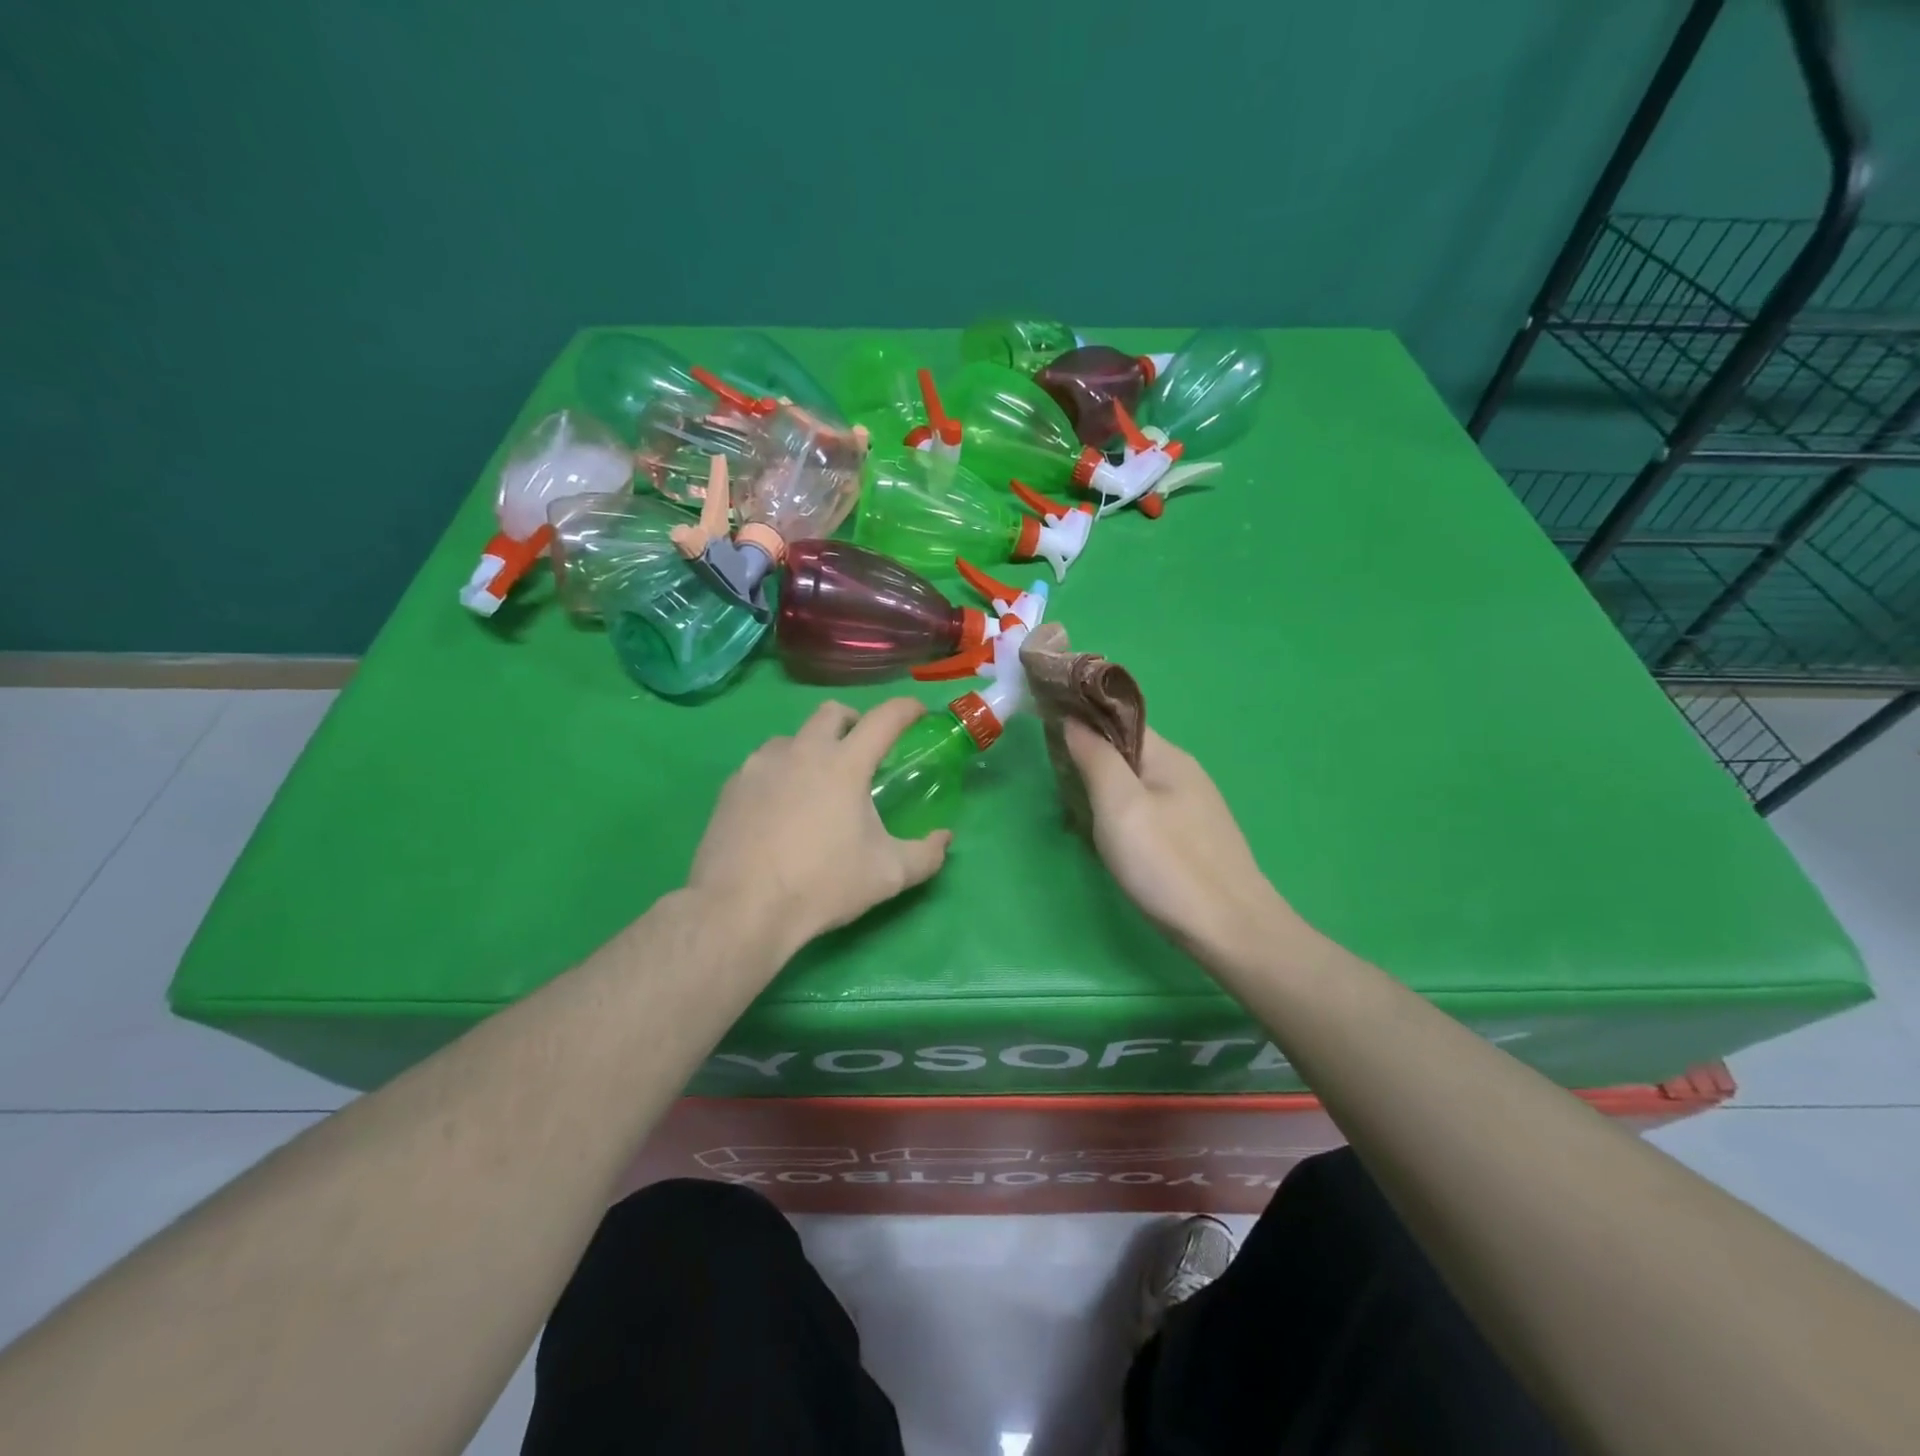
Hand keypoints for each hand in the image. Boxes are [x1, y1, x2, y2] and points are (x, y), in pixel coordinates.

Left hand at [688, 699, 951, 954]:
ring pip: (792, 737)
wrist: (741, 908)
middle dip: (853, 721)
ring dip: (811, 747)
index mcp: (845, 764)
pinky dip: (779, 774)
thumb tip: (944, 838)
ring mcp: (760, 766)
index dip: (906, 709)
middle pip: (832, 712)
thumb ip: (926, 854)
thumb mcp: (887, 875)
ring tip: (816, 782)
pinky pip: (762, 765)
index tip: (918, 712)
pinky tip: (779, 808)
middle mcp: (802, 751)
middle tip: (862, 751)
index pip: (884, 719)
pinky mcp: (731, 787)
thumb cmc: (822, 885)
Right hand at [1064, 720, 1297, 970]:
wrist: (1231, 931)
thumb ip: (1096, 758)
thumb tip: (1074, 719)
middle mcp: (1184, 774)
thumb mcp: (1120, 805)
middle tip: (1059, 786)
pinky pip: (1149, 813)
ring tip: (1077, 817)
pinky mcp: (1194, 839)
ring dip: (1105, 794)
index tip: (1047, 733)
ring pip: (1136, 786)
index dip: (1084, 720)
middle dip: (1091, 761)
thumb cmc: (1167, 863)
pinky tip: (1113, 843)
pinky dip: (1123, 818)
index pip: (1120, 720)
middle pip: (1127, 753)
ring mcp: (1193, 808)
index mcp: (1169, 756)